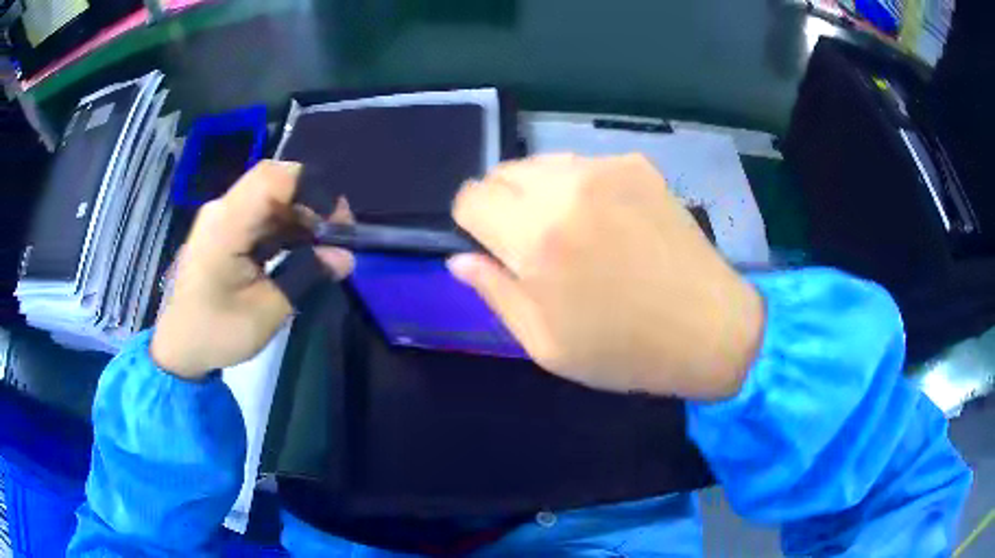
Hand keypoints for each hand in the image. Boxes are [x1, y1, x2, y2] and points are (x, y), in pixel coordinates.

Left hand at [151, 161, 354, 379]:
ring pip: (272, 197)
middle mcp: (224, 210)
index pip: (273, 178)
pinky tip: (303, 249)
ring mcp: (224, 218)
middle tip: (338, 235)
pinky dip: (287, 227)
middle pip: (275, 183)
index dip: (312, 188)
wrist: (178, 347)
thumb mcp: (265, 313)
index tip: (338, 221)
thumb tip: (345, 257)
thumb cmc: (215, 333)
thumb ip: (305, 277)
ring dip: (302, 215)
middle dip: (312, 202)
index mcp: (227, 225)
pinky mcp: (226, 231)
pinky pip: (262, 215)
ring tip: (326, 245)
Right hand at [449, 154, 764, 399]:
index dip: (472, 222)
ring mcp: (606, 169)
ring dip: (539, 192)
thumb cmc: (624, 350)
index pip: (471, 197)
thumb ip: (495, 293)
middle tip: (531, 245)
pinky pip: (582, 165)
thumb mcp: (546, 343)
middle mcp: (566, 189)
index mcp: (536, 237)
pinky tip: (608, 221)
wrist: (710, 328)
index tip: (490, 245)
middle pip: (501, 173)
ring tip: (572, 232)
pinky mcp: (637, 164)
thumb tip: (459, 259)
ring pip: (540, 164)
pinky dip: (578, 187)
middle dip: (502, 205)